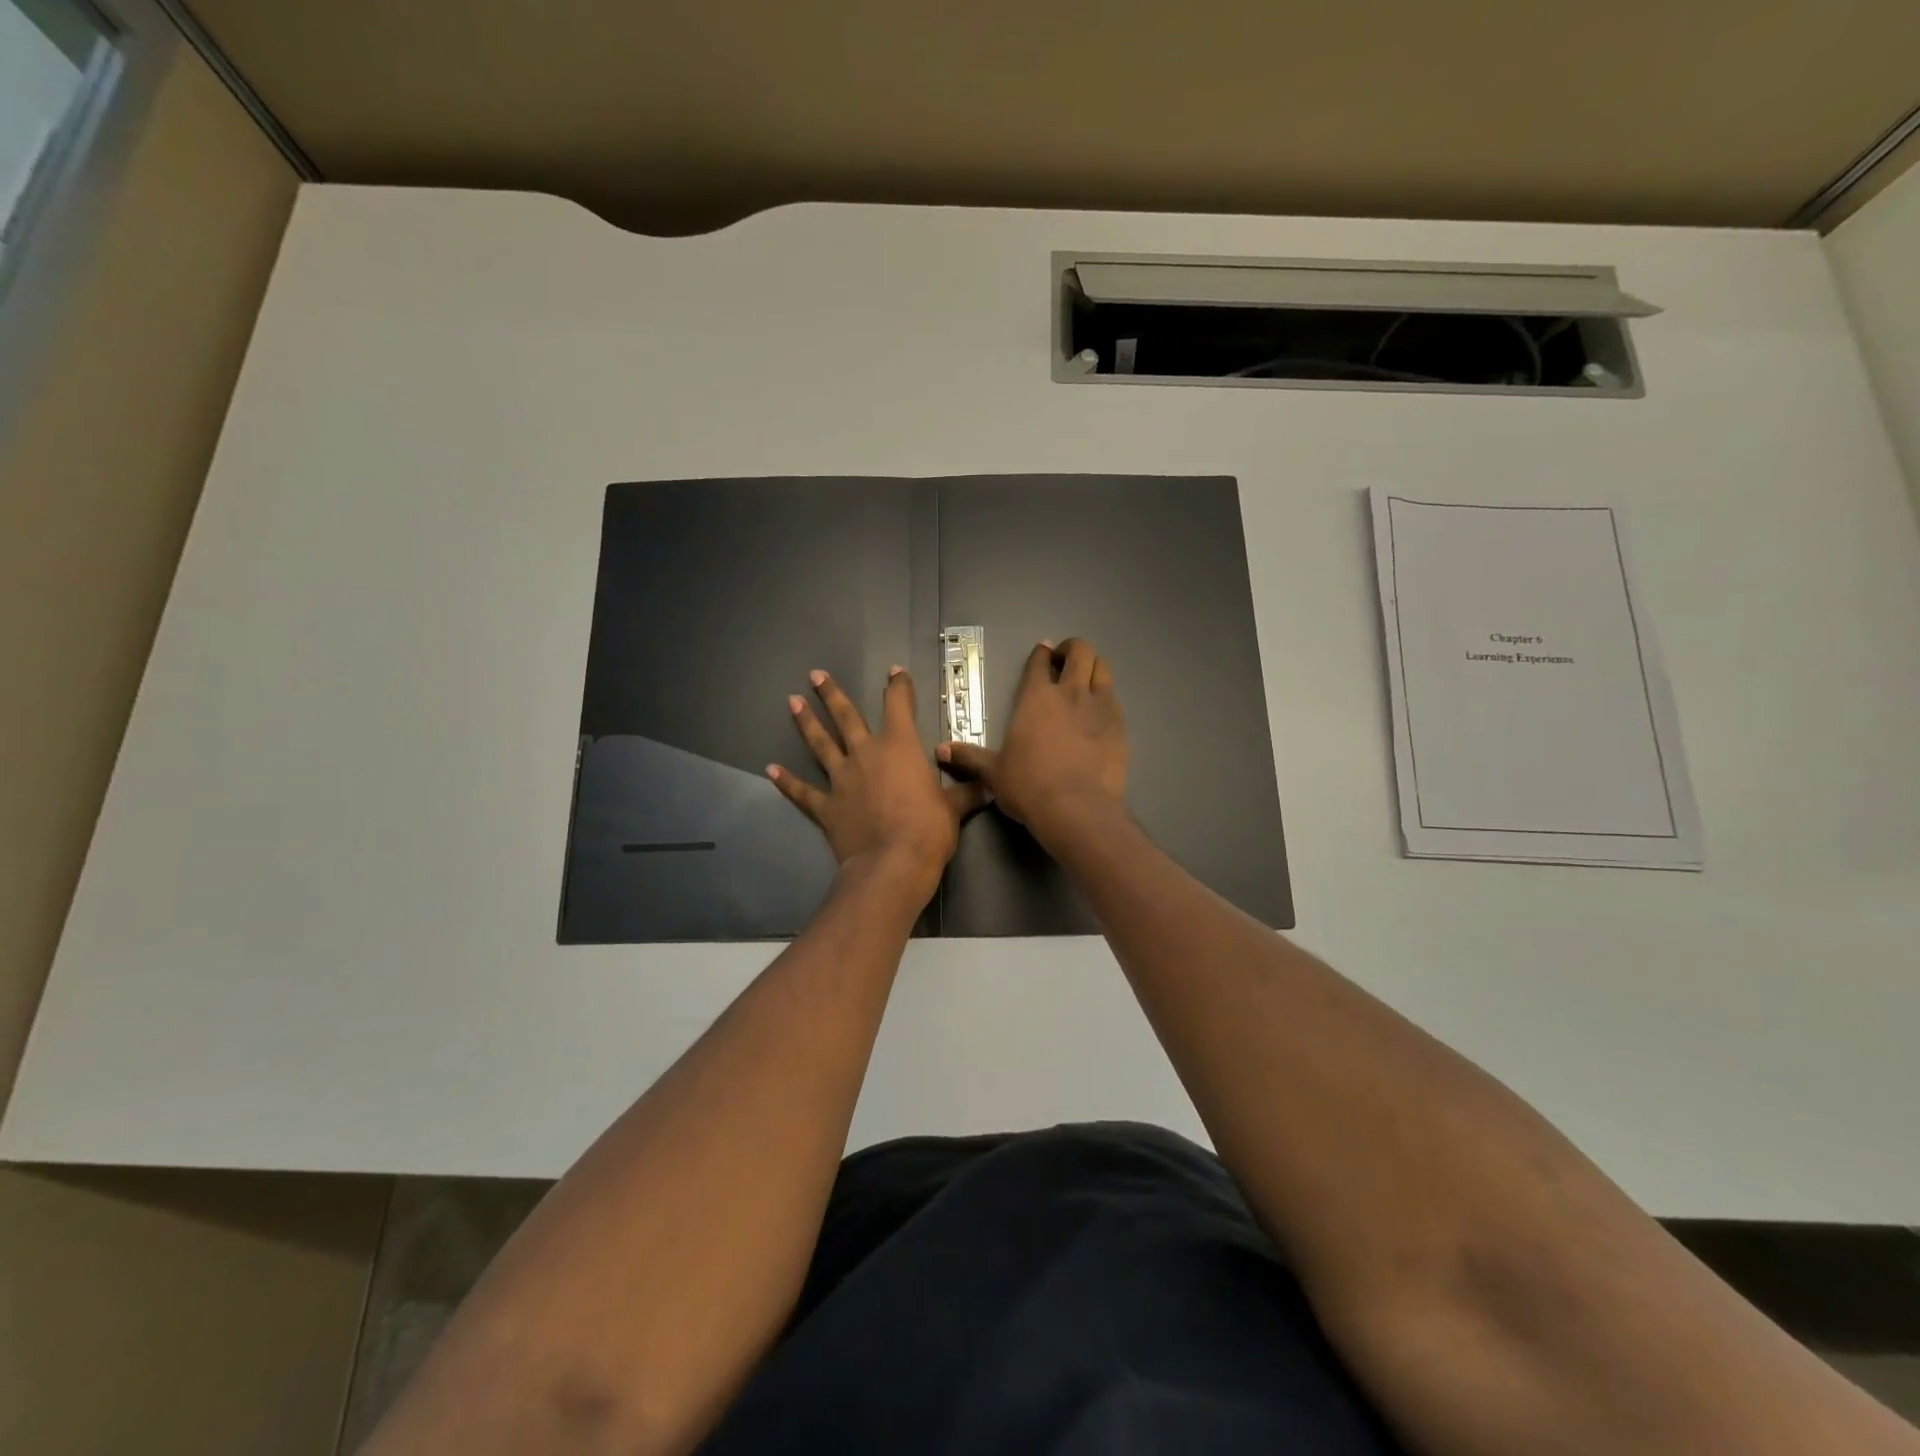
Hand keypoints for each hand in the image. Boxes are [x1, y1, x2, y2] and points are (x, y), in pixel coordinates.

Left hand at [770, 667, 986, 901]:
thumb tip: (986, 787)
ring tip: (792, 703)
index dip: (898, 686)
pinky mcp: (826, 807)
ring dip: (806, 723)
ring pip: (820, 744)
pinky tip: (770, 770)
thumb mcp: (954, 809)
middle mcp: (866, 754)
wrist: (892, 863)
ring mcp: (842, 779)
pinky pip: (802, 792)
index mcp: (900, 747)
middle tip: (815, 675)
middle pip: (846, 716)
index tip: (894, 672)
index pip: (899, 705)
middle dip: (832, 694)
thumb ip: (965, 793)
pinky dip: (786, 782)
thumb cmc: (929, 830)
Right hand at [938, 638, 1127, 845]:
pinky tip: (1101, 711)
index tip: (1043, 652)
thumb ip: (970, 757)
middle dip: (1073, 649)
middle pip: (1080, 652)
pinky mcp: (1120, 726)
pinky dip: (1107, 697)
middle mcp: (1069, 693)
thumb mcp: (993, 773)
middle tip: (1065, 661)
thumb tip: (940, 750)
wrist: (1076, 808)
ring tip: (1086, 678)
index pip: (1039, 662)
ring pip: (1103, 668)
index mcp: (1036, 698)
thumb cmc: (1028, 786)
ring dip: (1094, 667)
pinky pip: (1115, 699)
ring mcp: (1099, 707)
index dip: (1041, 653)